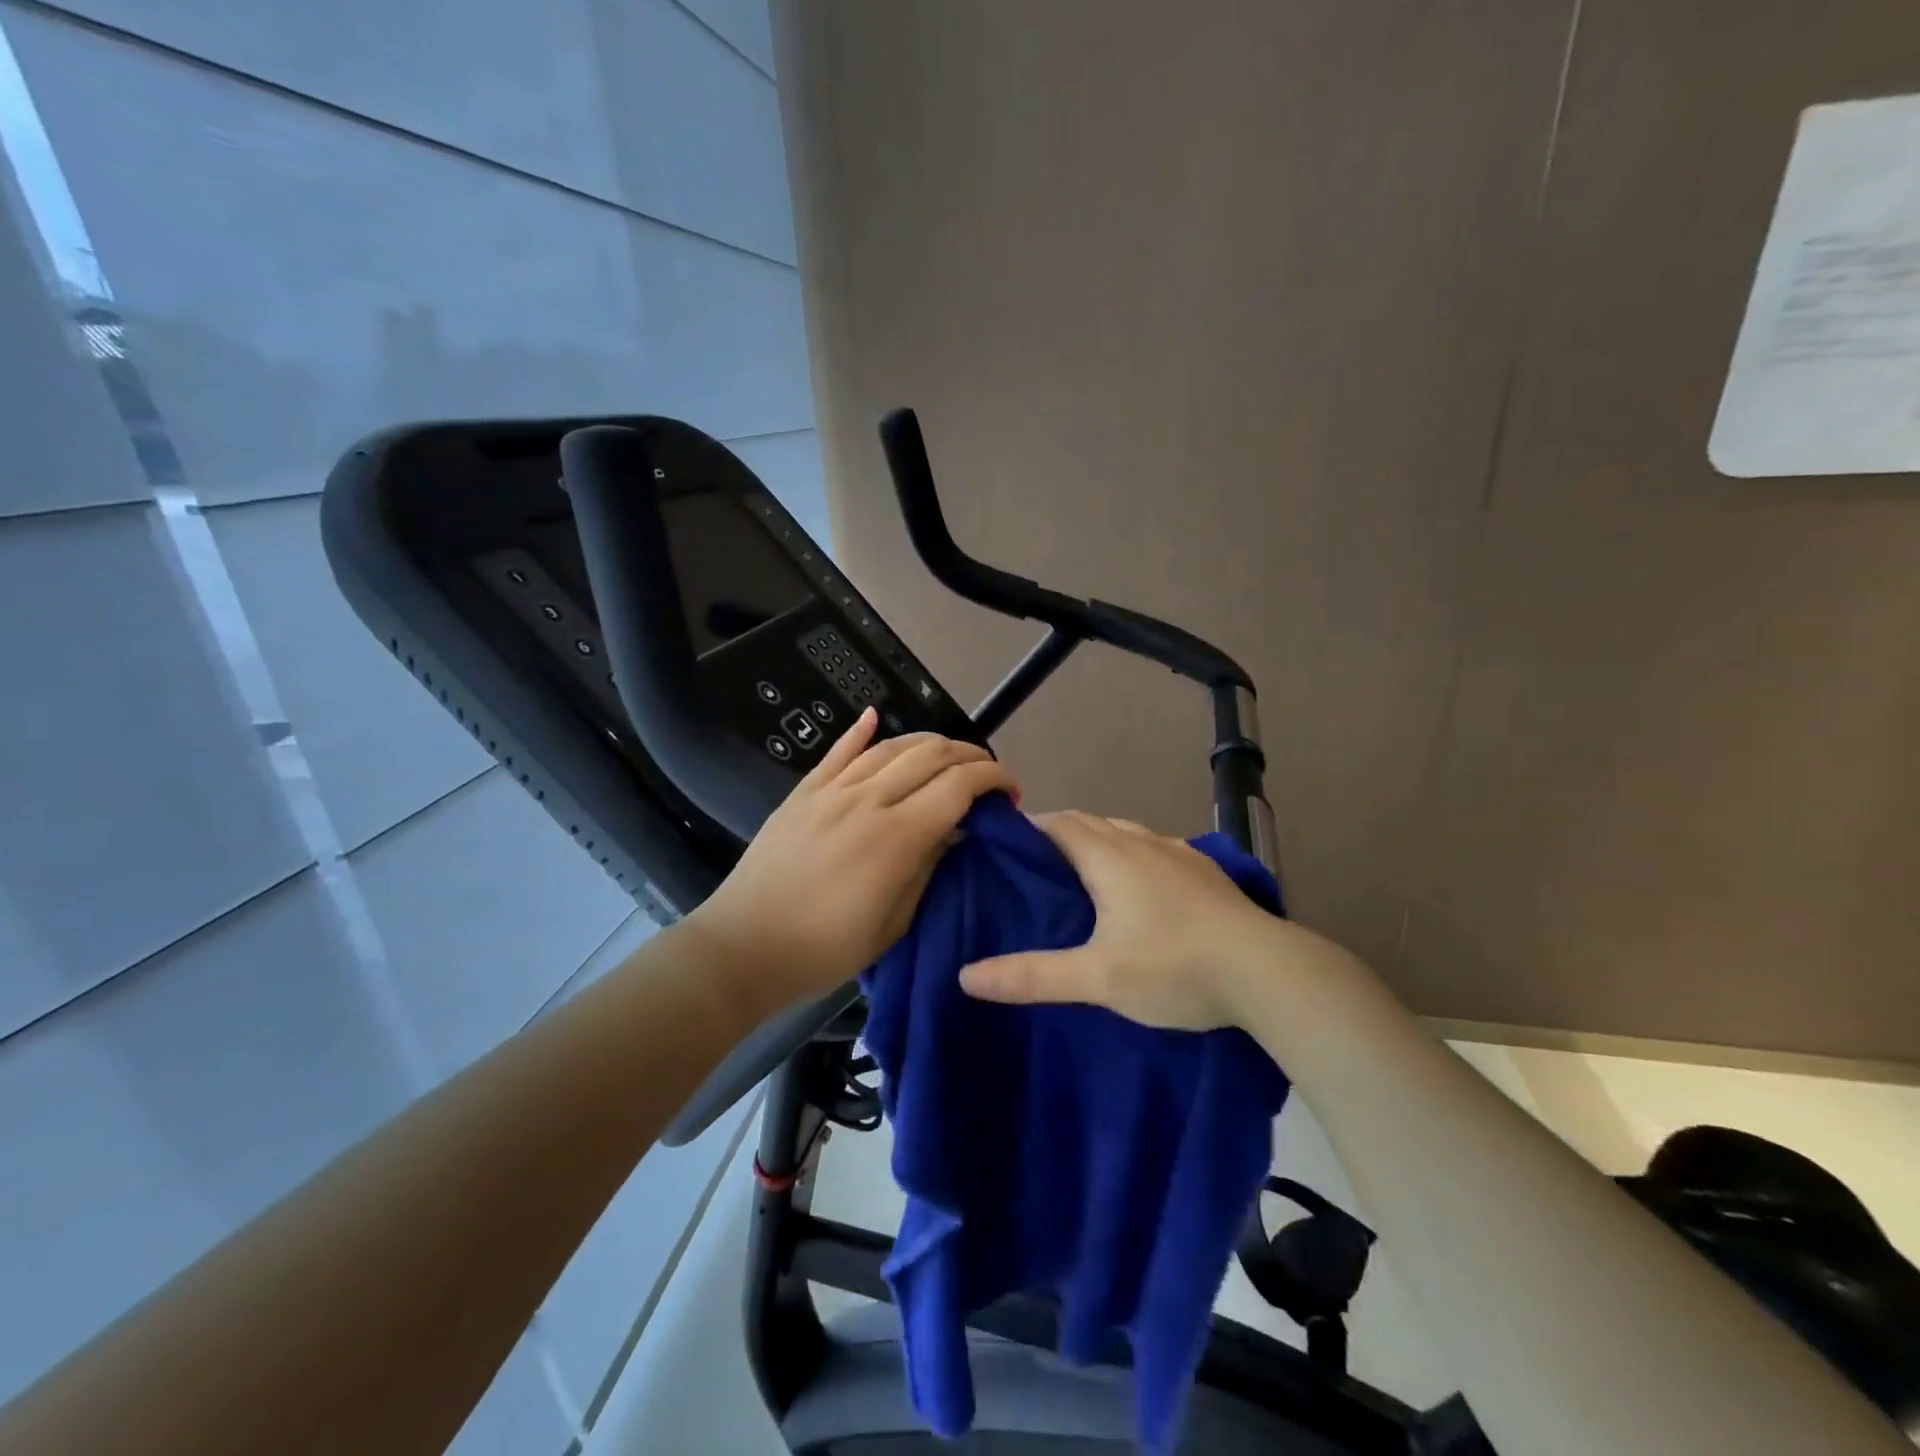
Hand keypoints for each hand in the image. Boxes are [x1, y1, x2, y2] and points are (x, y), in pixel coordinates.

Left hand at [685, 709, 1016, 1013]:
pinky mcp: (803, 793)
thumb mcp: (894, 923)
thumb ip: (928, 866)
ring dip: (928, 742)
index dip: (992, 779)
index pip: (958, 785)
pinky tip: (875, 715)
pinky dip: (860, 731)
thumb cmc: (825, 949)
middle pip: (930, 754)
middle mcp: (867, 800)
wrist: (743, 948)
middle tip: (985, 775)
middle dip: (969, 756)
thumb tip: (956, 829)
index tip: (1009, 791)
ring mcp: (831, 792)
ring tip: (948, 755)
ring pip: (890, 746)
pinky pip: (837, 752)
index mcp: (896, 837)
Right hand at [960, 811, 1324, 1030]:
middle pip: (1090, 822)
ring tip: (1080, 876)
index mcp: (1110, 857)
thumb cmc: (1175, 968)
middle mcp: (1143, 843)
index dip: (1029, 828)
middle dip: (1059, 834)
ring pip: (1125, 833)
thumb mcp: (1096, 978)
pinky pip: (1155, 849)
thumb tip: (966, 975)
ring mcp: (1180, 853)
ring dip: (1098, 843)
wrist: (1269, 973)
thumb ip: (1031, 975)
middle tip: (1033, 867)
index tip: (1005, 846)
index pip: (1058, 823)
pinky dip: (1132, 856)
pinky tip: (1140, 890)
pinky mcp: (1207, 871)